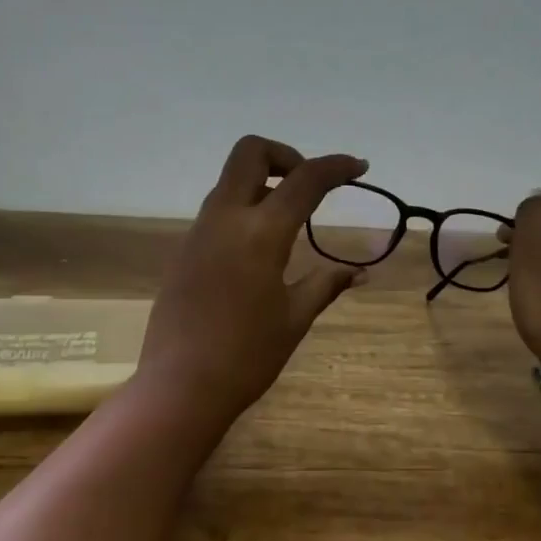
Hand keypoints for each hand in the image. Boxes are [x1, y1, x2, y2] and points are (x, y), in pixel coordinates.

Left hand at [139, 136, 368, 421]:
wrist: (181, 386)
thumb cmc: (247, 356)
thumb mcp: (295, 318)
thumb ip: (326, 285)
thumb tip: (360, 272)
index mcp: (260, 233)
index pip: (304, 180)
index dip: (336, 167)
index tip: (358, 167)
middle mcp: (225, 219)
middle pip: (250, 153)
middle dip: (285, 156)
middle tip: (308, 188)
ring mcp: (198, 233)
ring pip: (230, 182)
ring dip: (261, 184)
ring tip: (288, 222)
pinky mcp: (183, 252)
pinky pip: (216, 213)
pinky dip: (242, 211)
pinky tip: (257, 252)